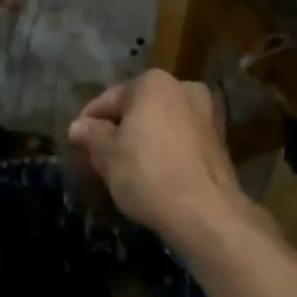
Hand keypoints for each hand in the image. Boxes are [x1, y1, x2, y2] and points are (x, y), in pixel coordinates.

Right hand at [67, 71, 246, 244]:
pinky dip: (164, 152)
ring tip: (124, 168)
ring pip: (160, 124)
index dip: (88, 122)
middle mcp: (183, 89)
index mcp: (153, 83)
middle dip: (118, 129)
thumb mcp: (107, 155)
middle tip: (99, 156)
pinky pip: (180, 141)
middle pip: (138, 109)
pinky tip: (152, 175)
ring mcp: (206, 115)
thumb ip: (91, 136)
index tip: (76, 144)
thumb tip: (78, 127)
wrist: (206, 213)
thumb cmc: (148, 173)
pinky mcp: (219, 143)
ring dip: (142, 140)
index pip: (108, 100)